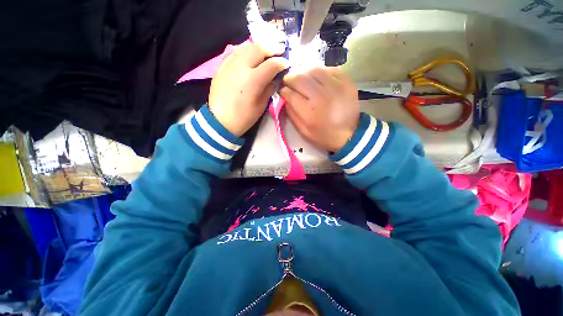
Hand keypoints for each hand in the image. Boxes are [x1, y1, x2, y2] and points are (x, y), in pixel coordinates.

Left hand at [209, 41, 289, 136]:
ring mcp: (229, 64)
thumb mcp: (261, 105)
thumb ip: (270, 88)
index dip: (282, 63)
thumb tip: (276, 78)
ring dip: (259, 48)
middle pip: (258, 48)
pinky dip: (246, 51)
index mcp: (253, 80)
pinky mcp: (221, 66)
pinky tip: (250, 57)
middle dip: (272, 48)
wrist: (220, 121)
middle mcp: (240, 67)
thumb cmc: (244, 117)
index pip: (271, 64)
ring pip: (246, 46)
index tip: (287, 65)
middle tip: (279, 52)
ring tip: (266, 53)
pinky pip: (235, 52)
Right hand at [279, 67, 359, 151]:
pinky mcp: (347, 81)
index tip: (282, 91)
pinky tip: (318, 79)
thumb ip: (292, 114)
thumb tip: (284, 97)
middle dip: (290, 78)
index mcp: (310, 112)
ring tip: (302, 79)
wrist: (349, 134)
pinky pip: (329, 69)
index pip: (290, 94)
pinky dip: (320, 72)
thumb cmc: (324, 135)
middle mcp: (322, 96)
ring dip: (304, 72)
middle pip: (300, 78)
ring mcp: (336, 86)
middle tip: (288, 81)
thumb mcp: (303, 131)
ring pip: (314, 70)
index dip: (283, 91)